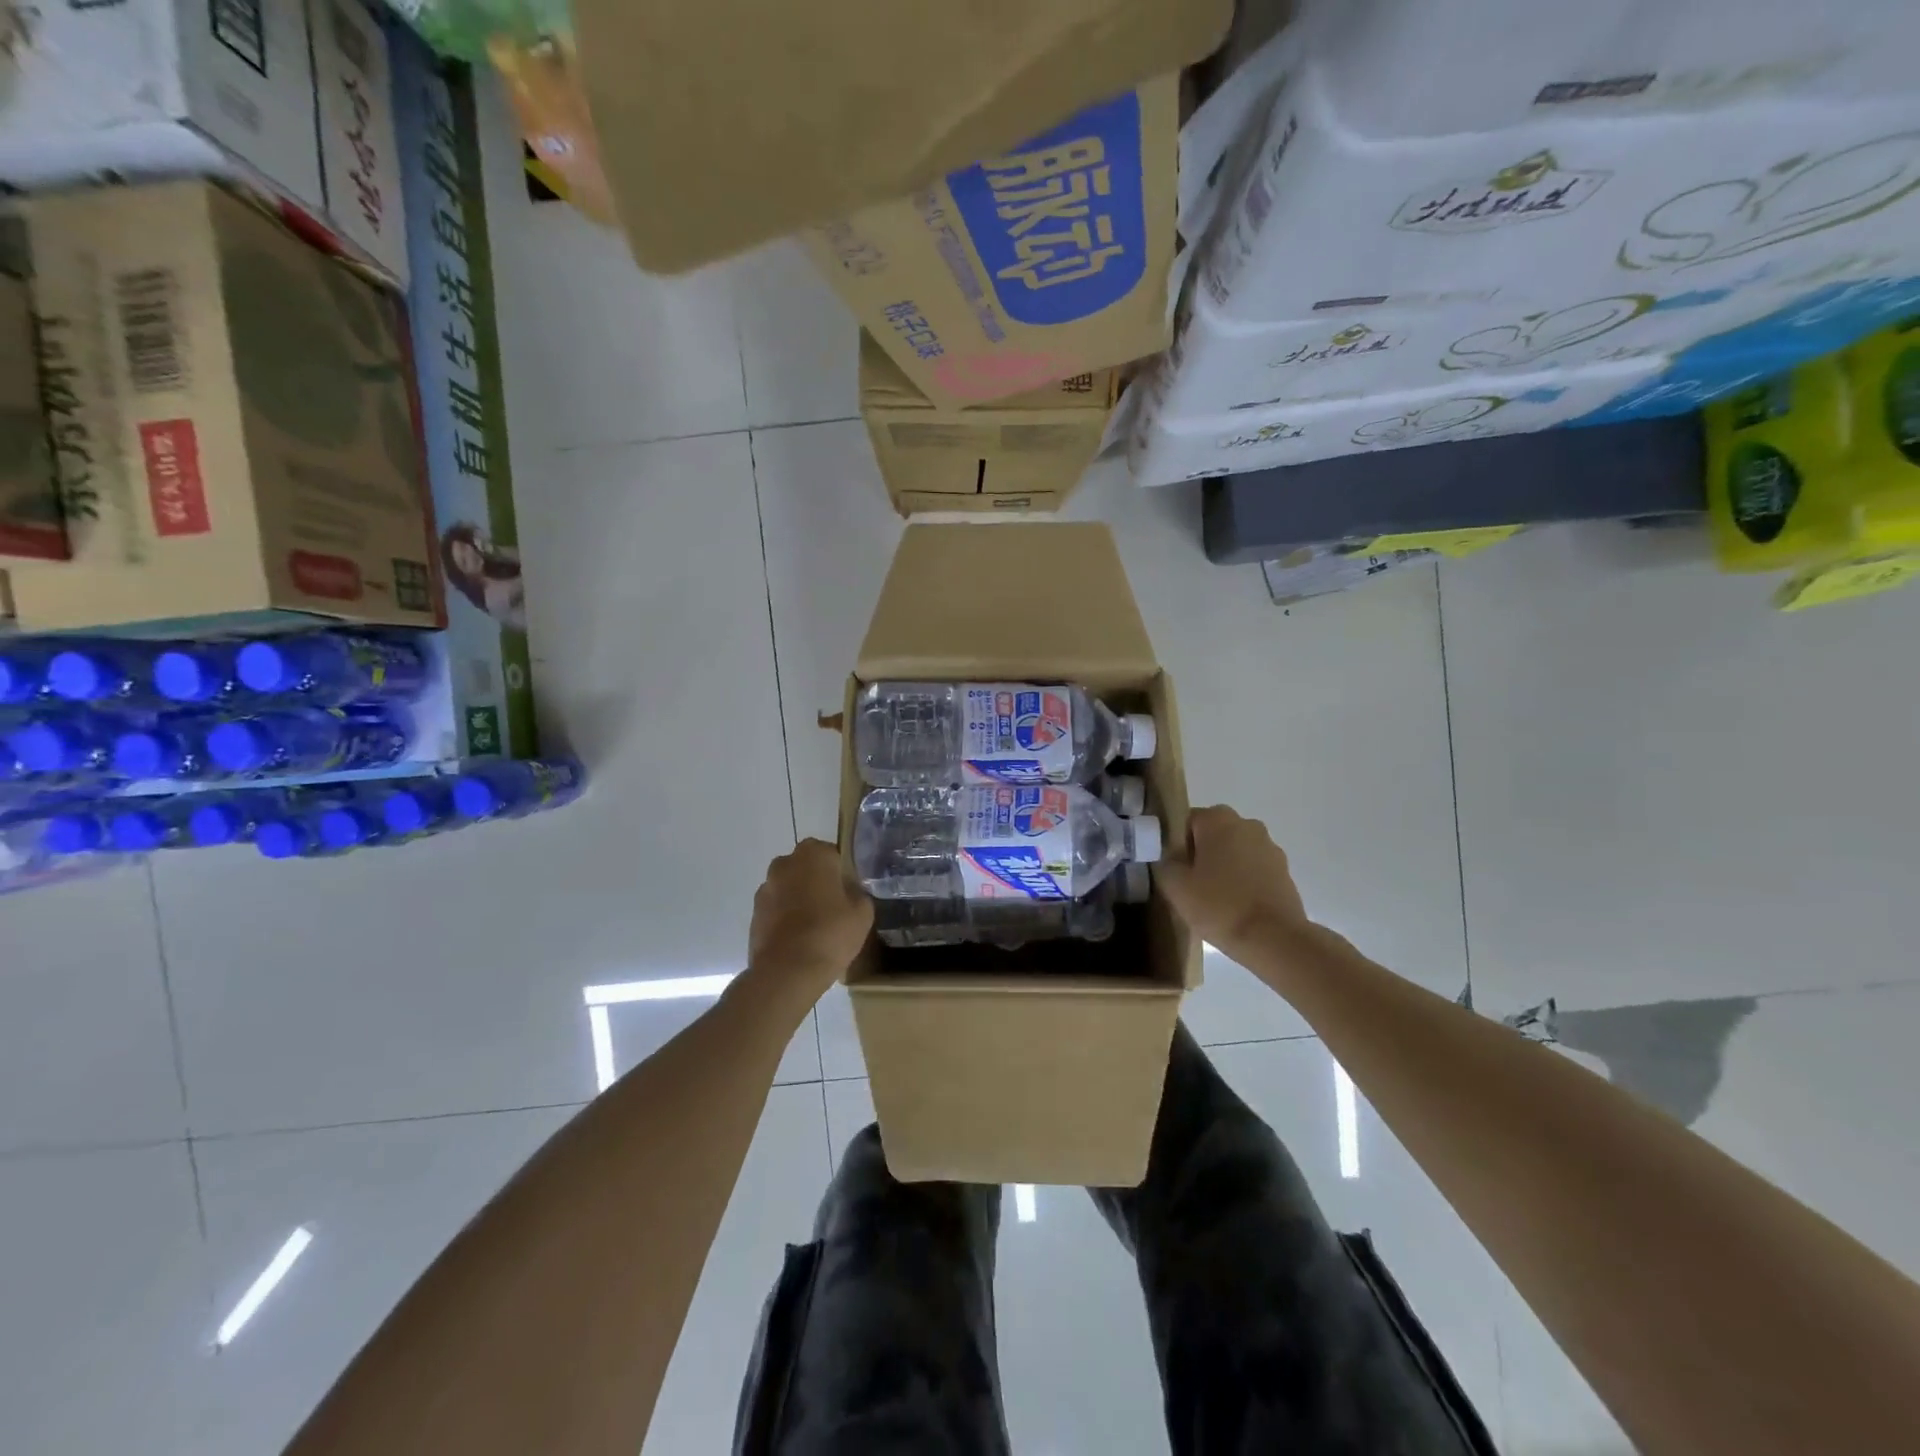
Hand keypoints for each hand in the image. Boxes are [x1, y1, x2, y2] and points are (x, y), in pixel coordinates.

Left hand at [746, 840, 872, 1000]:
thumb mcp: (863, 913)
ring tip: (815, 928)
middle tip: (834, 908)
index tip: (849, 893)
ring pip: (789, 888)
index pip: (832, 854)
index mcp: (813, 854)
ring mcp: (765, 889)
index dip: (842, 873)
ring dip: (798, 900)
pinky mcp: (753, 914)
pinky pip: (776, 909)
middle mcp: (785, 863)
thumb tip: (851, 893)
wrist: (787, 971)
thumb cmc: (830, 933)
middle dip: (817, 883)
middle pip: (806, 868)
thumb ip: (859, 894)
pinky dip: (785, 919)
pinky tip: (798, 940)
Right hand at [1157, 806, 1309, 965]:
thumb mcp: (1175, 886)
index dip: (1177, 846)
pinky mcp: (1284, 870)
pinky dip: (1244, 880)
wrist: (1273, 939)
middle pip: (1213, 834)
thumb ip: (1166, 862)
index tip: (1176, 871)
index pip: (1186, 822)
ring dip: (1224, 866)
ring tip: (1215, 898)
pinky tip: (1237, 905)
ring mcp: (1270, 846)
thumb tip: (1172, 857)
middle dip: (1202, 854)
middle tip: (1192, 885)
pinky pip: (1254, 868)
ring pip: (1235, 851)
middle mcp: (1247, 824)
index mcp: (1218, 819)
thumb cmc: (1219, 906)